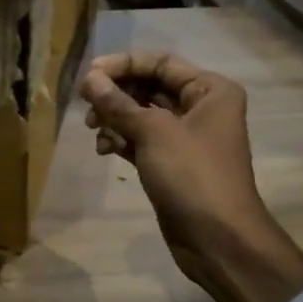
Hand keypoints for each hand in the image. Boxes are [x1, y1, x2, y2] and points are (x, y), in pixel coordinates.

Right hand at [80, 51, 302, 301]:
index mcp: (210, 90)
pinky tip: (104, 150)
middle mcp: (200, 107)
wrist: (218, 239)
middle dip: (115, 94)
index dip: (122, 65)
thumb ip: (118, 103)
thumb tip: (88, 79)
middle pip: (148, 86)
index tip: (87, 75)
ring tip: (93, 131)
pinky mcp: (170, 163)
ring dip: (114, 118)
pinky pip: (140, 140)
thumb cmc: (193, 175)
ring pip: (140, 114)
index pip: (159, 62)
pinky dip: (121, 140)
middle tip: (84, 105)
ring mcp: (185, 137)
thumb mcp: (153, 133)